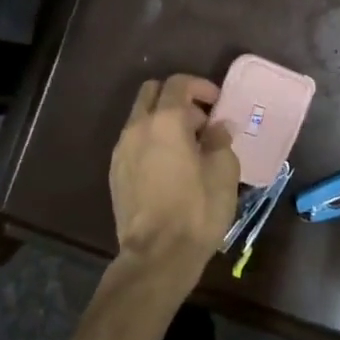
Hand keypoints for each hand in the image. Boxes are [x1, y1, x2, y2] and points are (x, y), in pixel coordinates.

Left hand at [109, 75, 241, 273]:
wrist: (157, 254)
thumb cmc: (197, 210)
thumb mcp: (224, 172)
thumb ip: (220, 141)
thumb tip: (217, 128)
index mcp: (165, 121)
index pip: (179, 84)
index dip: (201, 87)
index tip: (218, 103)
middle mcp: (137, 128)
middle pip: (152, 93)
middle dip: (177, 99)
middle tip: (201, 122)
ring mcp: (121, 150)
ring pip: (140, 118)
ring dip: (163, 121)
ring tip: (188, 147)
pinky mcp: (116, 173)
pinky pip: (134, 142)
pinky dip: (152, 141)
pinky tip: (170, 167)